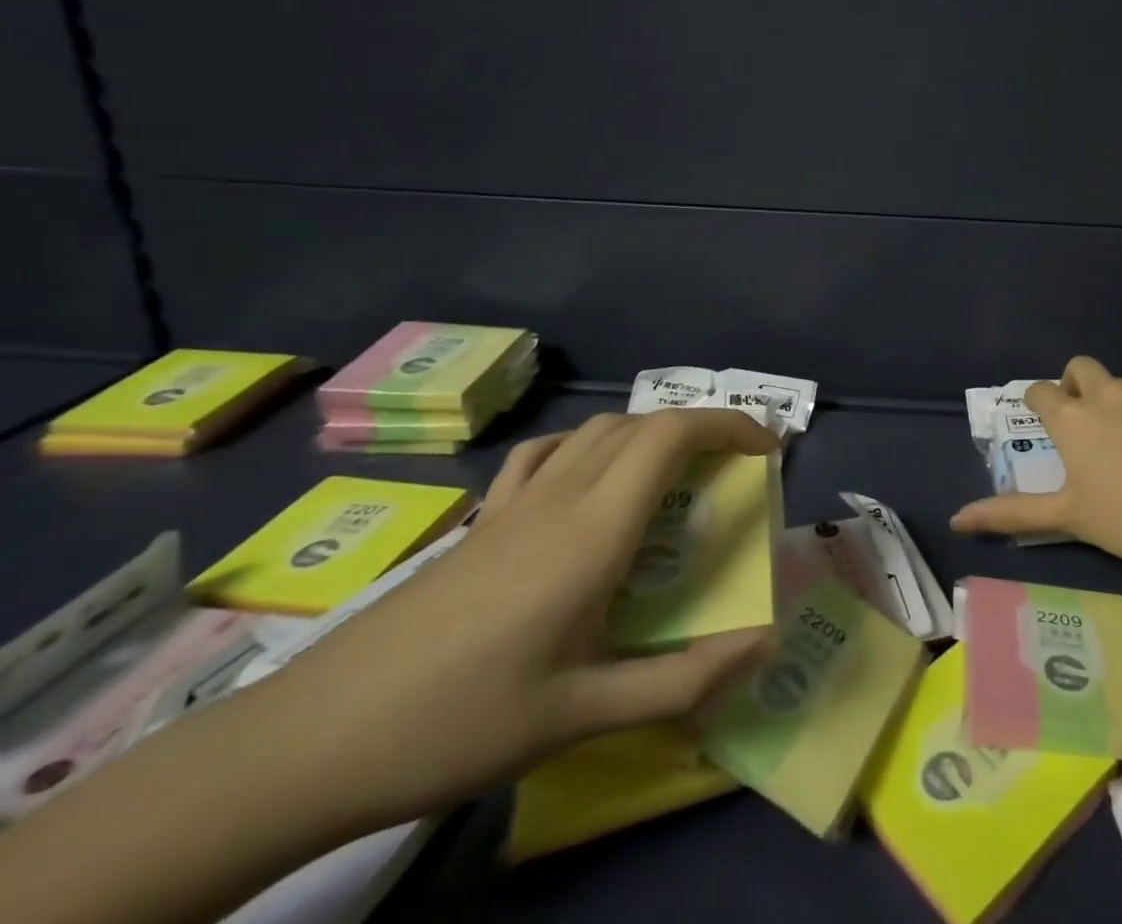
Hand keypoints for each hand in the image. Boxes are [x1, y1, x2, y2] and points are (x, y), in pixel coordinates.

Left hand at [247, 409, 779, 833]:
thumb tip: (766, 646)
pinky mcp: (483, 520)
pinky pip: (548, 453)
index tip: (767, 450)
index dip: (728, 425)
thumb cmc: (458, 723)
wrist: (313, 739)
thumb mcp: (580, 714)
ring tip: (678, 475)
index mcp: (593, 531)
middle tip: (737, 468)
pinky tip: (590, 481)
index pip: (671, 436)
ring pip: (599, 430)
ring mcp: (515, 502)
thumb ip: (682, 680)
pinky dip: (590, 446)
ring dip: (651, 434)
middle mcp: (561, 497)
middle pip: (643, 424)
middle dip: (702, 428)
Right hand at [949, 356, 1121, 566]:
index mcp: (1073, 417)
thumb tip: (956, 519)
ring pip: (1114, 383)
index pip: (1041, 391)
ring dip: (1104, 399)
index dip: (1035, 402)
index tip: (1038, 421)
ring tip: (1112, 443)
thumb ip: (1012, 514)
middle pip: (1079, 367)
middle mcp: (1105, 396)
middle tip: (1075, 422)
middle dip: (1070, 383)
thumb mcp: (1069, 517)